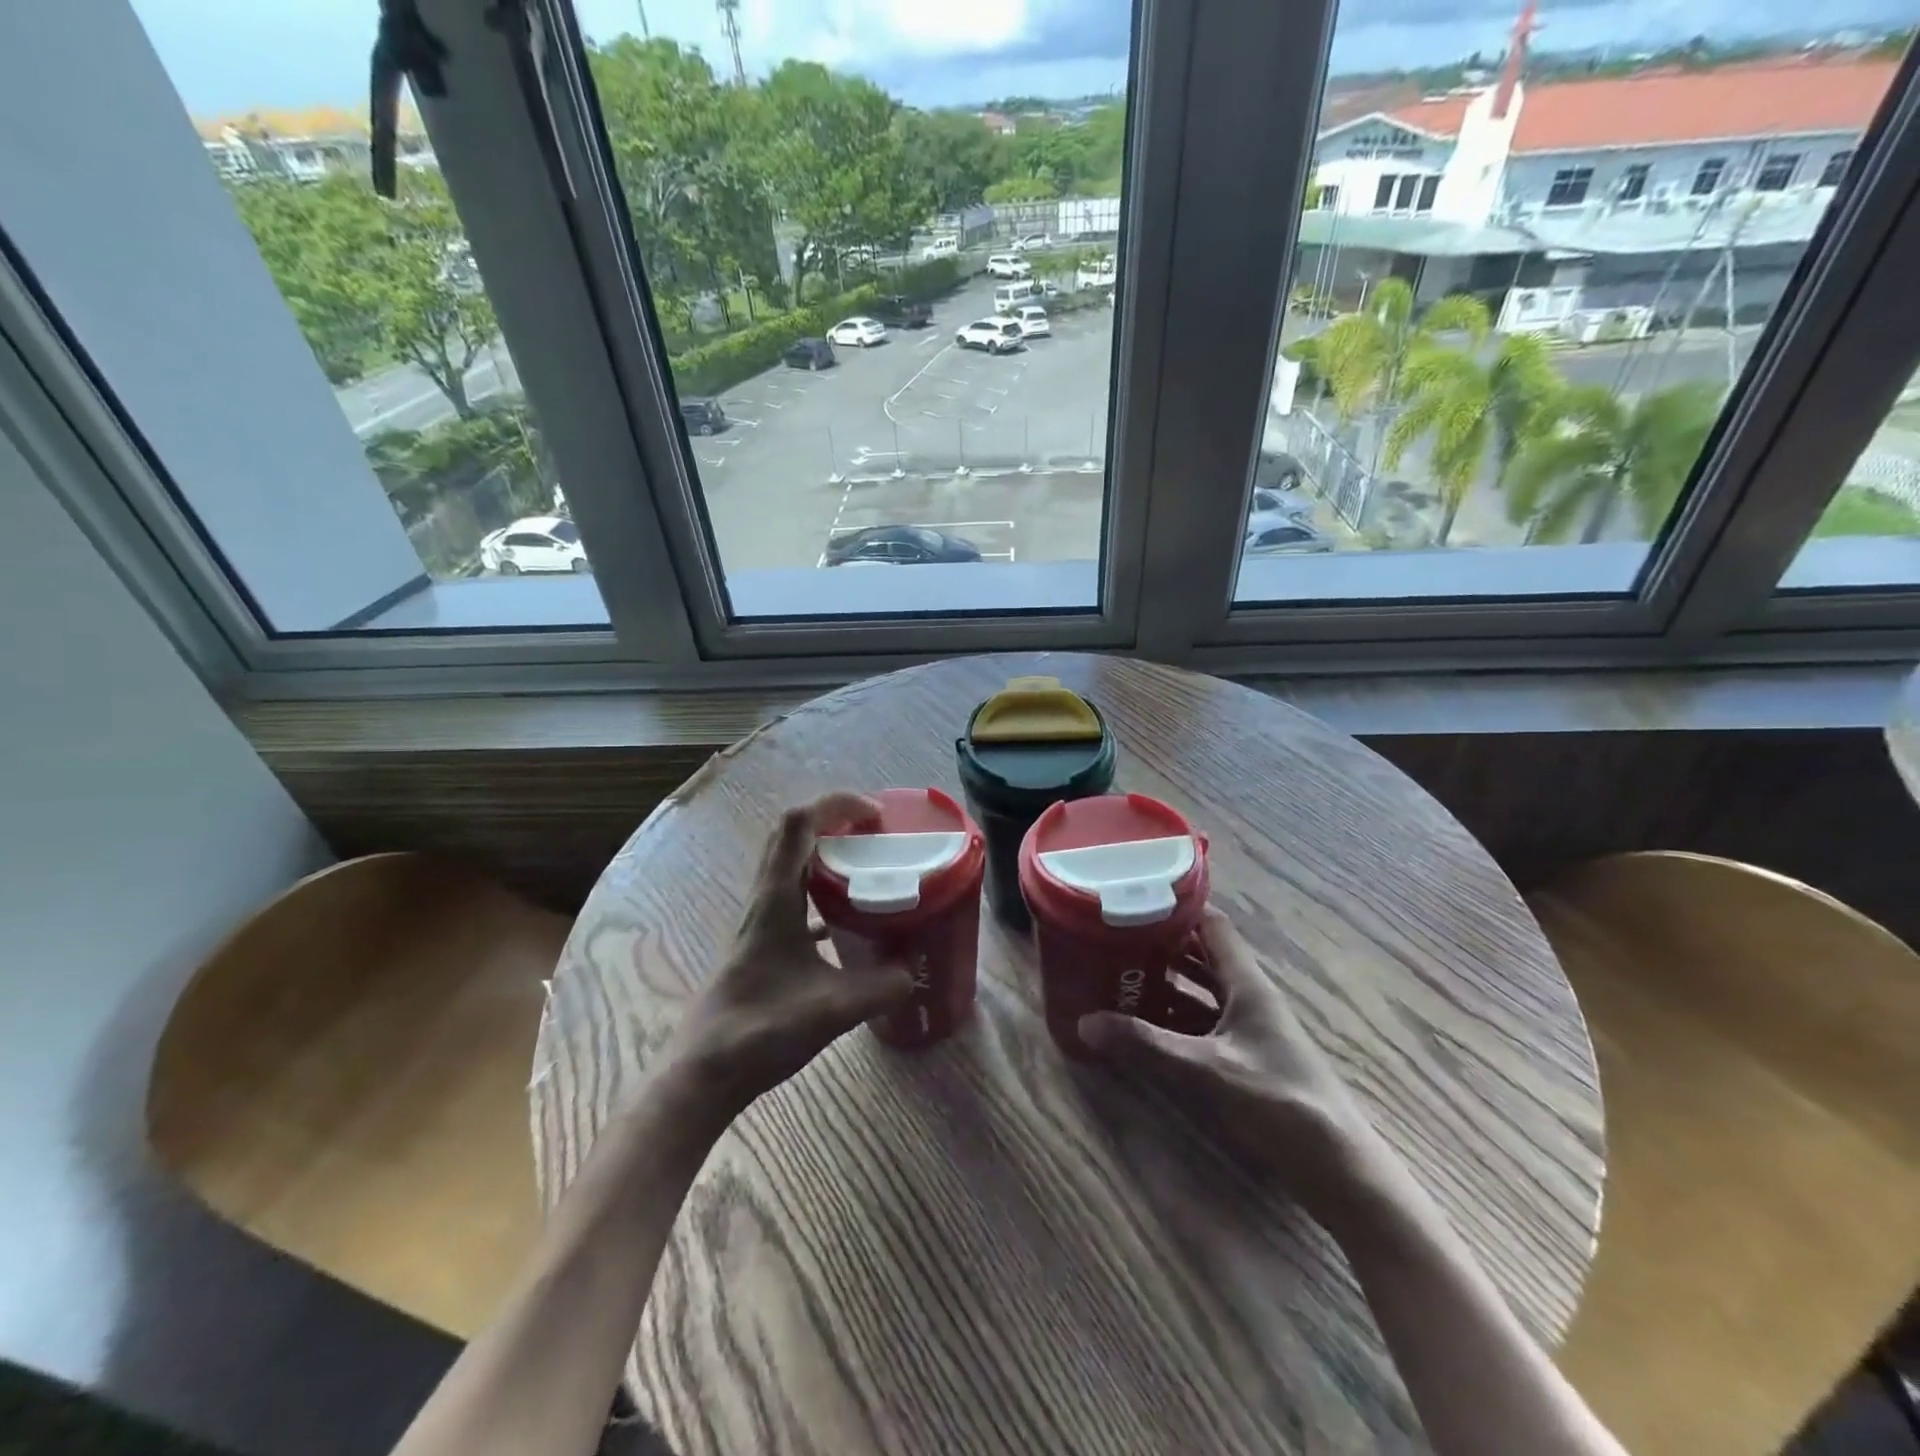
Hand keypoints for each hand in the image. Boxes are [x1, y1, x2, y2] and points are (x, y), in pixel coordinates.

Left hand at [667, 792, 913, 1116]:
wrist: (702, 1074)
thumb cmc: (759, 1030)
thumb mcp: (831, 1010)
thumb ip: (880, 988)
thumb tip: (915, 971)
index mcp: (775, 898)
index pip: (799, 823)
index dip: (836, 804)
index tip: (876, 815)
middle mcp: (764, 900)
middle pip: (793, 836)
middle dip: (834, 821)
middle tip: (876, 834)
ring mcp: (760, 923)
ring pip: (791, 868)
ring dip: (826, 855)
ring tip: (867, 868)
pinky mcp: (762, 946)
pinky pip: (793, 902)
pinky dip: (821, 896)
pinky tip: (847, 923)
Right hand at [1079, 907, 1381, 1222]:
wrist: (1337, 1168)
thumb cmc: (1277, 1102)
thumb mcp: (1205, 1069)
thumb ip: (1146, 1045)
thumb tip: (1084, 1022)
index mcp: (1246, 983)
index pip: (1211, 925)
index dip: (1176, 909)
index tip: (1133, 901)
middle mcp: (1248, 997)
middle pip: (1202, 956)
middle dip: (1160, 947)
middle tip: (1113, 940)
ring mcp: (1248, 1029)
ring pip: (1200, 992)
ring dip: (1165, 985)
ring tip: (1118, 978)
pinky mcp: (1246, 1058)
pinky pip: (1203, 1025)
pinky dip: (1174, 1020)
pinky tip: (1143, 1028)